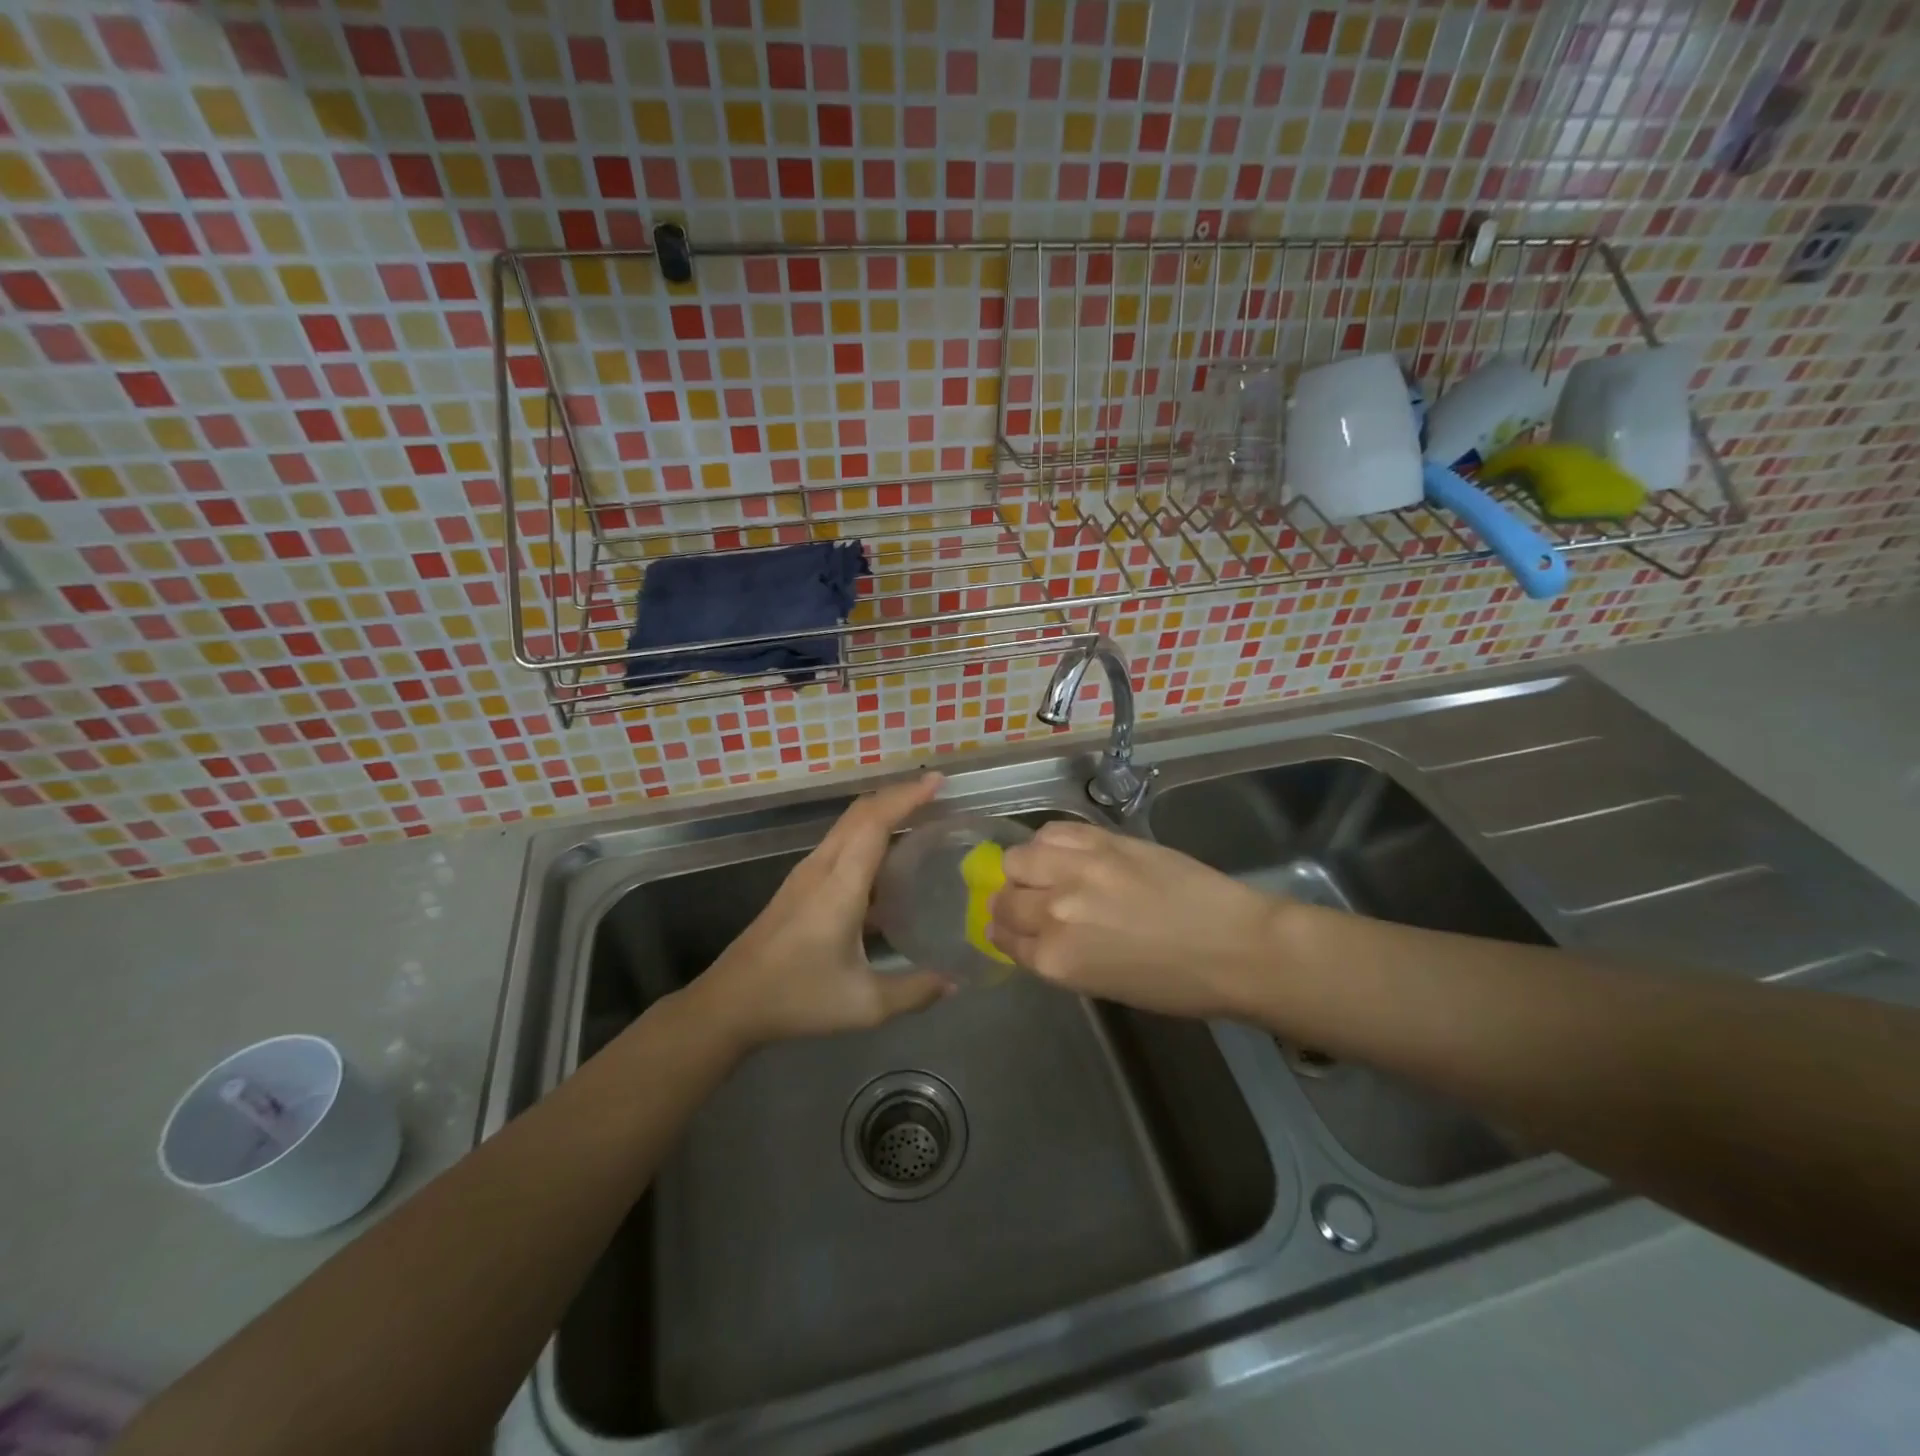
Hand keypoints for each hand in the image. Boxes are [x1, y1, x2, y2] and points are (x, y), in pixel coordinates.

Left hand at [687, 773, 952, 1047]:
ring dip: (881, 811)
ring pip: (847, 825)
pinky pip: (839, 843)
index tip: (937, 781)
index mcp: (840, 886)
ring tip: (918, 817)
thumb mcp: (864, 1004)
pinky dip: (867, 833)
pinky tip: (886, 859)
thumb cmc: (797, 998)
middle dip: (898, 795)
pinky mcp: (799, 886)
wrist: (730, 1003)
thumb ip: (915, 991)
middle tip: (937, 793)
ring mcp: (806, 874)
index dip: (907, 797)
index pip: (875, 822)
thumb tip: (956, 983)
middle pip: (860, 813)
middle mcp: (822, 868)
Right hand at [991, 820, 1284, 1020]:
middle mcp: (1055, 912)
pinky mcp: (1101, 840)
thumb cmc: (1175, 983)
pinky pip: (1052, 832)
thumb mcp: (1104, 985)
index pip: (1005, 938)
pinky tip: (1063, 852)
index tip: (1007, 927)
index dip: (1003, 932)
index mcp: (1056, 960)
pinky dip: (1048, 843)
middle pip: (1005, 898)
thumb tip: (1037, 935)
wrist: (1234, 946)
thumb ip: (1061, 957)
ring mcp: (1077, 870)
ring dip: (1023, 868)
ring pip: (1018, 858)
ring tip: (1044, 871)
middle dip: (1008, 902)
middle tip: (1025, 900)